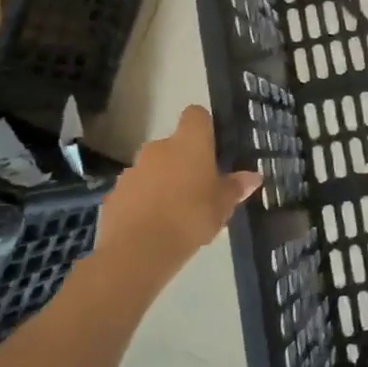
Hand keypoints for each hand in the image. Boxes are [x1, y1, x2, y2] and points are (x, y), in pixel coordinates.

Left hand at [101, 106, 261, 265]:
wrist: (137, 251)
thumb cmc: (190, 218)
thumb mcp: (223, 205)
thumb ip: (236, 187)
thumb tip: (254, 177)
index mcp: (189, 142)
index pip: (196, 114)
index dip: (204, 127)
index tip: (212, 147)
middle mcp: (159, 147)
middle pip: (174, 144)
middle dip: (184, 161)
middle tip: (198, 188)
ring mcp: (133, 170)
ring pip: (153, 168)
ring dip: (162, 181)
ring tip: (175, 212)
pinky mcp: (114, 194)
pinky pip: (135, 191)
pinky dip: (143, 202)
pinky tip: (153, 226)